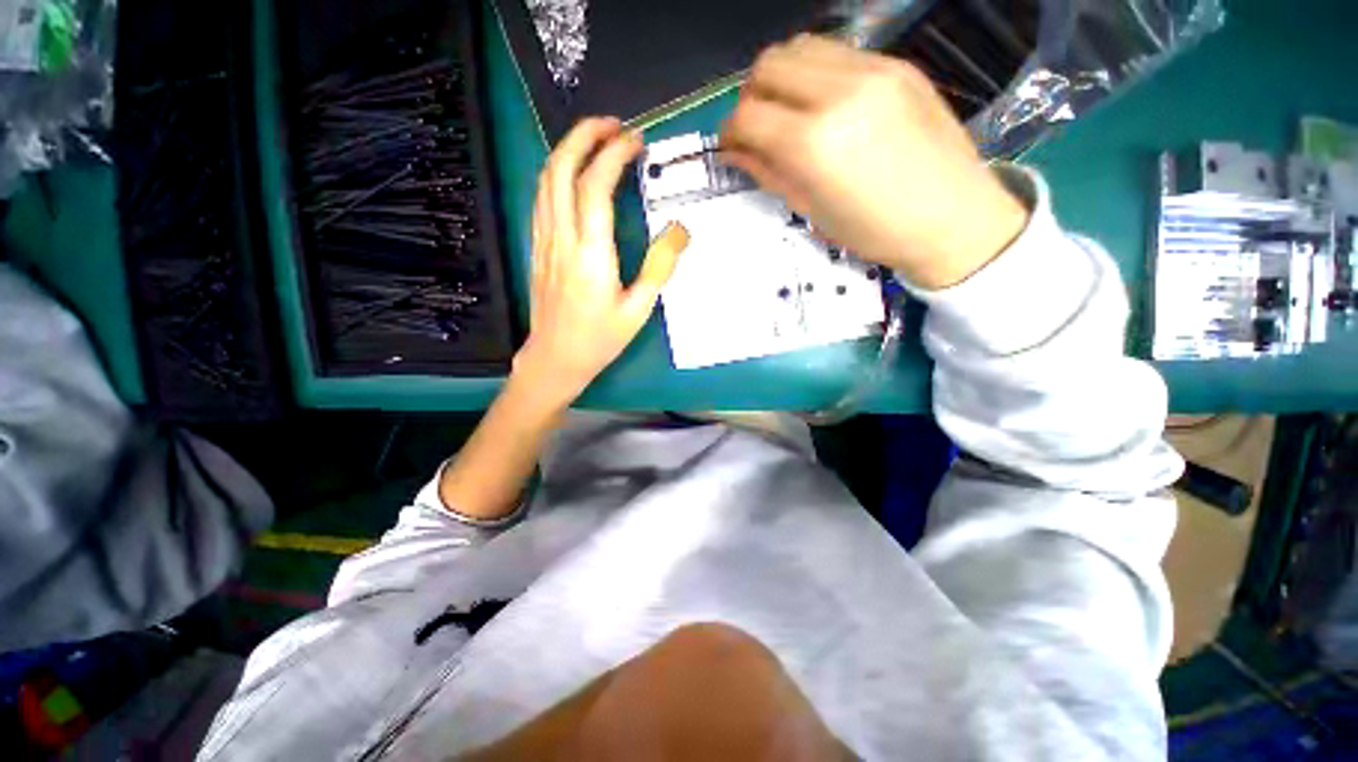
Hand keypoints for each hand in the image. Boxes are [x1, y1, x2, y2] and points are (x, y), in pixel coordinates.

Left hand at [515, 118, 689, 407]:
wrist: (555, 359)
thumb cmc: (600, 339)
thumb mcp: (639, 309)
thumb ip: (659, 266)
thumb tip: (679, 229)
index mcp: (590, 254)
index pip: (595, 185)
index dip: (614, 154)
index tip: (636, 141)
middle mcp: (562, 238)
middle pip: (560, 168)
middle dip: (585, 135)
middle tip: (613, 125)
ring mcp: (544, 241)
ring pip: (545, 179)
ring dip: (568, 149)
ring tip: (595, 139)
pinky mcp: (537, 247)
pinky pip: (541, 198)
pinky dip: (556, 173)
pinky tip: (573, 174)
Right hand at [720, 35, 1028, 289]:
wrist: (951, 217)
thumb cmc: (873, 230)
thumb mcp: (811, 210)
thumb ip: (768, 173)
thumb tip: (736, 153)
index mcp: (813, 144)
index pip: (747, 115)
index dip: (730, 131)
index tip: (732, 147)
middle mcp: (838, 94)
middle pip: (768, 65)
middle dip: (751, 95)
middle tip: (758, 127)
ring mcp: (872, 70)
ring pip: (800, 47)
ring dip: (781, 76)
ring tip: (789, 111)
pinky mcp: (896, 64)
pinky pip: (837, 52)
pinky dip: (815, 73)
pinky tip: (824, 104)